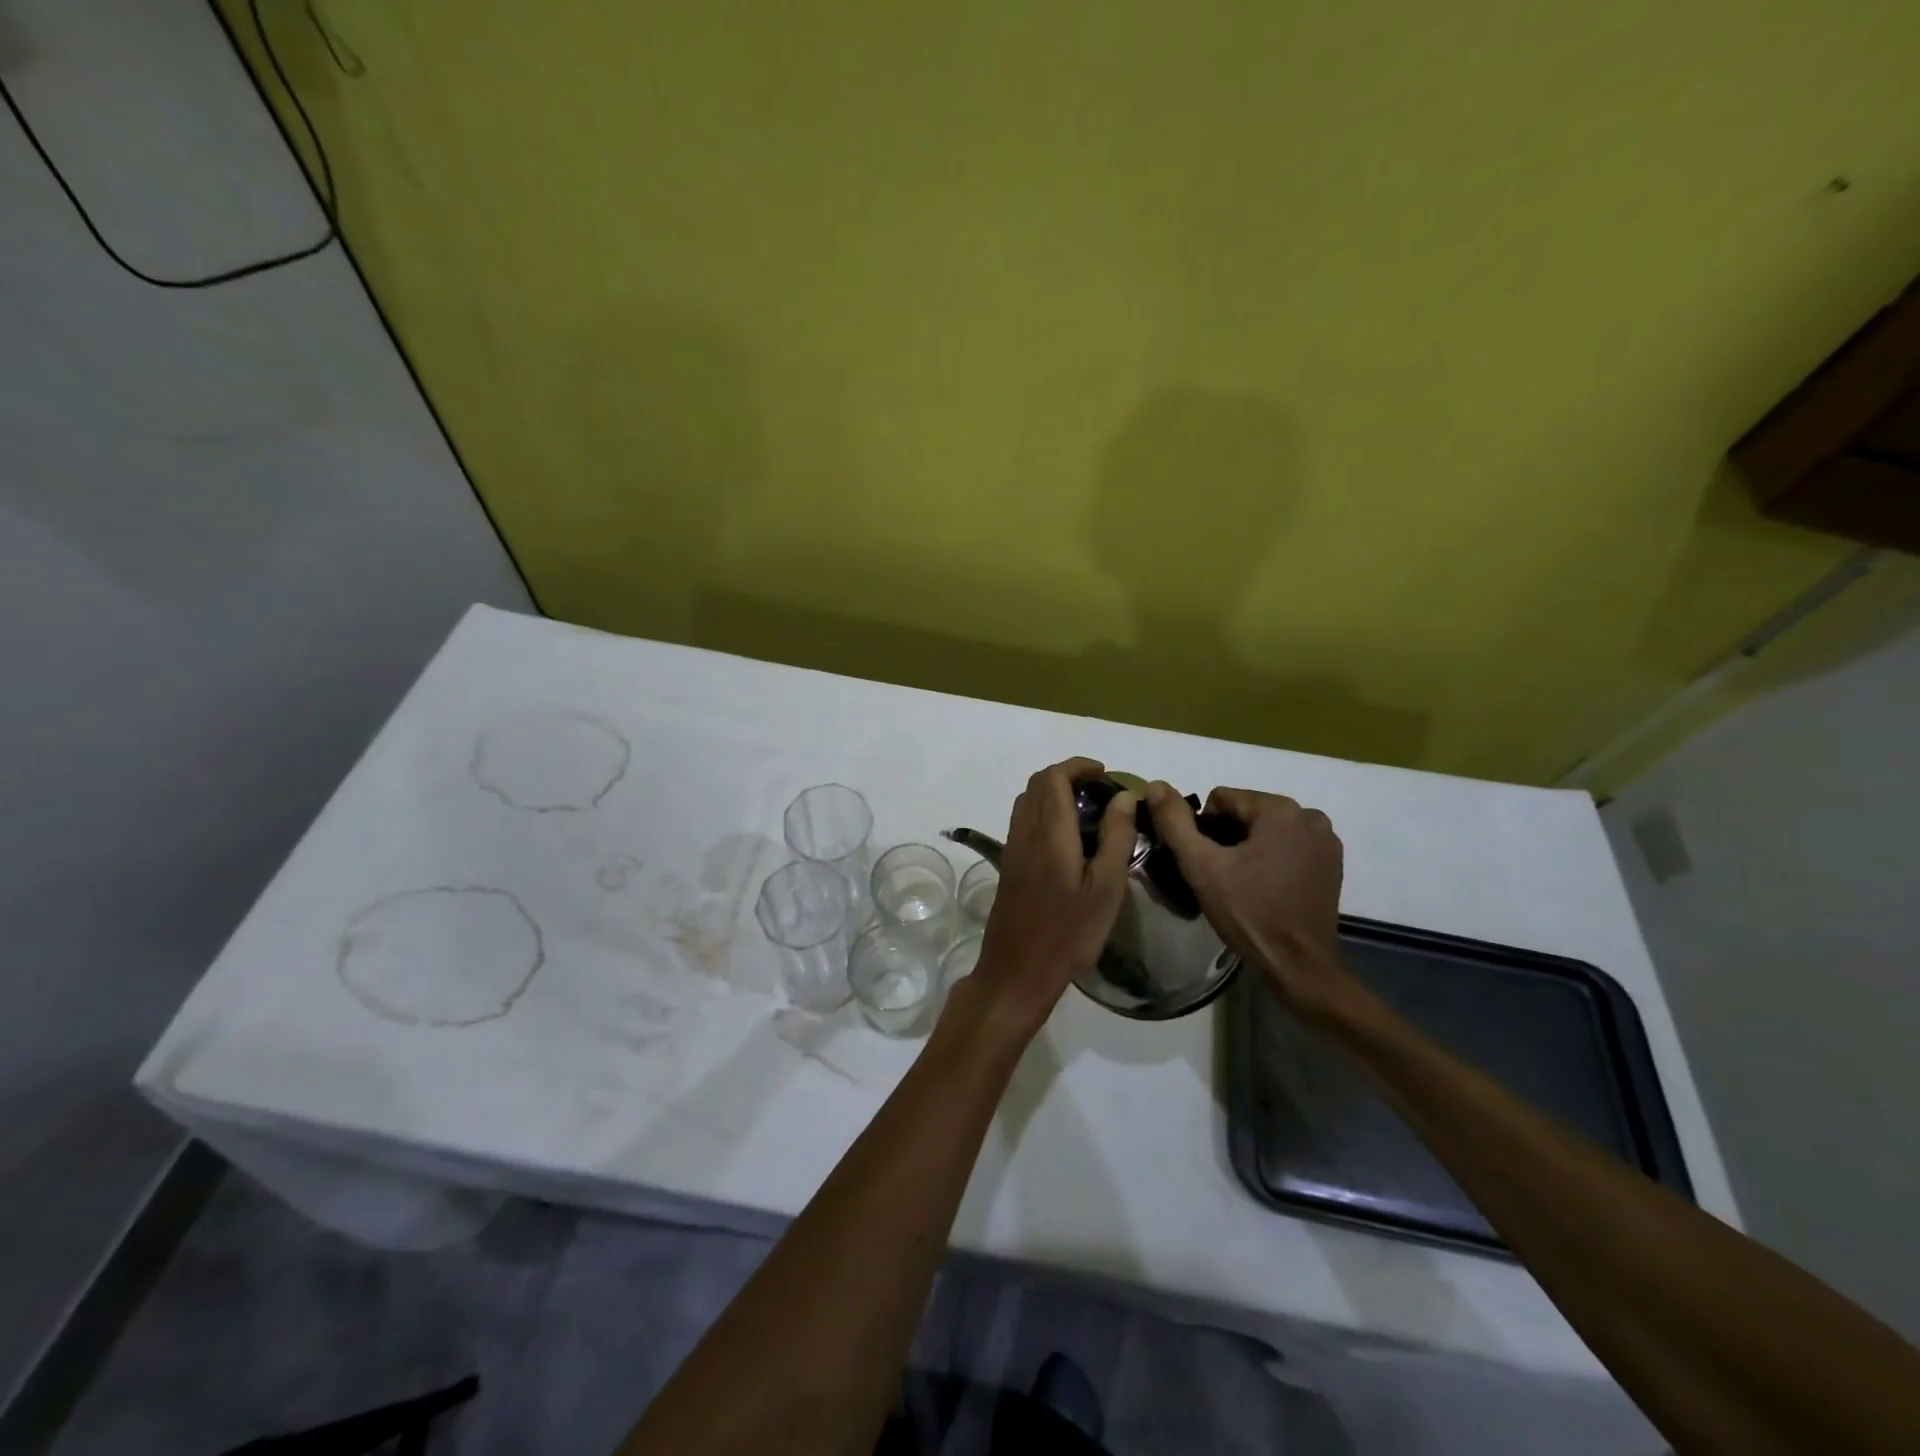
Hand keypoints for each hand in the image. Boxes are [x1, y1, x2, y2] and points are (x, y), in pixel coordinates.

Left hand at [970, 757, 1136, 1035]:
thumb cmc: (1069, 933)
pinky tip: (1068, 838)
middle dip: (1068, 775)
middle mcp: (1025, 832)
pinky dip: (1044, 812)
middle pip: (1038, 784)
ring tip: (1088, 810)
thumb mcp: (1105, 888)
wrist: (1017, 971)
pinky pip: (1023, 821)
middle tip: (1100, 790)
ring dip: (1053, 793)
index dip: (1078, 766)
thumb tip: (1125, 796)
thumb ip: (1116, 837)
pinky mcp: (1009, 865)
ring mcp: (1012, 849)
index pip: (1054, 777)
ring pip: (1028, 801)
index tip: (1105, 773)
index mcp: (1050, 832)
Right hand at [1145, 783, 1350, 1016]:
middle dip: (1228, 837)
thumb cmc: (1248, 912)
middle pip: (1247, 812)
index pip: (1222, 800)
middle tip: (1220, 875)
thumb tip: (1156, 785)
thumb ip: (1175, 822)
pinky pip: (1290, 845)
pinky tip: (1266, 886)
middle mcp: (1309, 815)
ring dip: (1251, 847)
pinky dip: (1273, 857)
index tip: (1206, 862)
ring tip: (1242, 883)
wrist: (1298, 965)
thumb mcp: (1201, 866)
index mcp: (1279, 809)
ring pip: (1268, 828)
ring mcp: (1326, 839)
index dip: (1204, 829)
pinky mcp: (1332, 862)